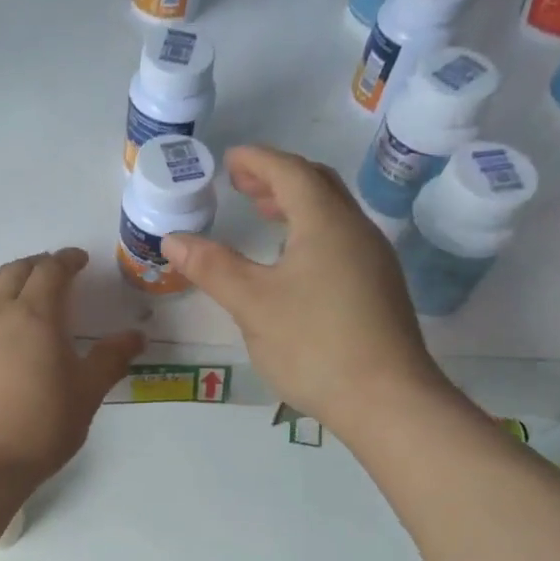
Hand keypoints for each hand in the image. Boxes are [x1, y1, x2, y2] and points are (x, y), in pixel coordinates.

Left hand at [0, 249, 143, 488]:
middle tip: (54, 272)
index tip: (79, 261)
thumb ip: (110, 359)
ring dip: (7, 277)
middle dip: (38, 264)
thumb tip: (136, 336)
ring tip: (20, 286)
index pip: (51, 271)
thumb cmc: (39, 429)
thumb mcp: (86, 394)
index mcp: (34, 315)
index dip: (67, 260)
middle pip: (15, 271)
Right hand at [161, 146, 449, 429]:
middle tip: (241, 185)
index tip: (229, 160)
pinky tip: (290, 263)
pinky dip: (309, 232)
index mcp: (326, 223)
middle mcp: (356, 232)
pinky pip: (340, 241)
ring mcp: (373, 261)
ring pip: (332, 215)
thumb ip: (212, 267)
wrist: (386, 400)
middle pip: (318, 185)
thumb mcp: (252, 304)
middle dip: (277, 178)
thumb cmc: (314, 344)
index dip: (257, 160)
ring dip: (295, 206)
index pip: (290, 172)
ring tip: (263, 215)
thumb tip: (173, 239)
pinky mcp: (378, 289)